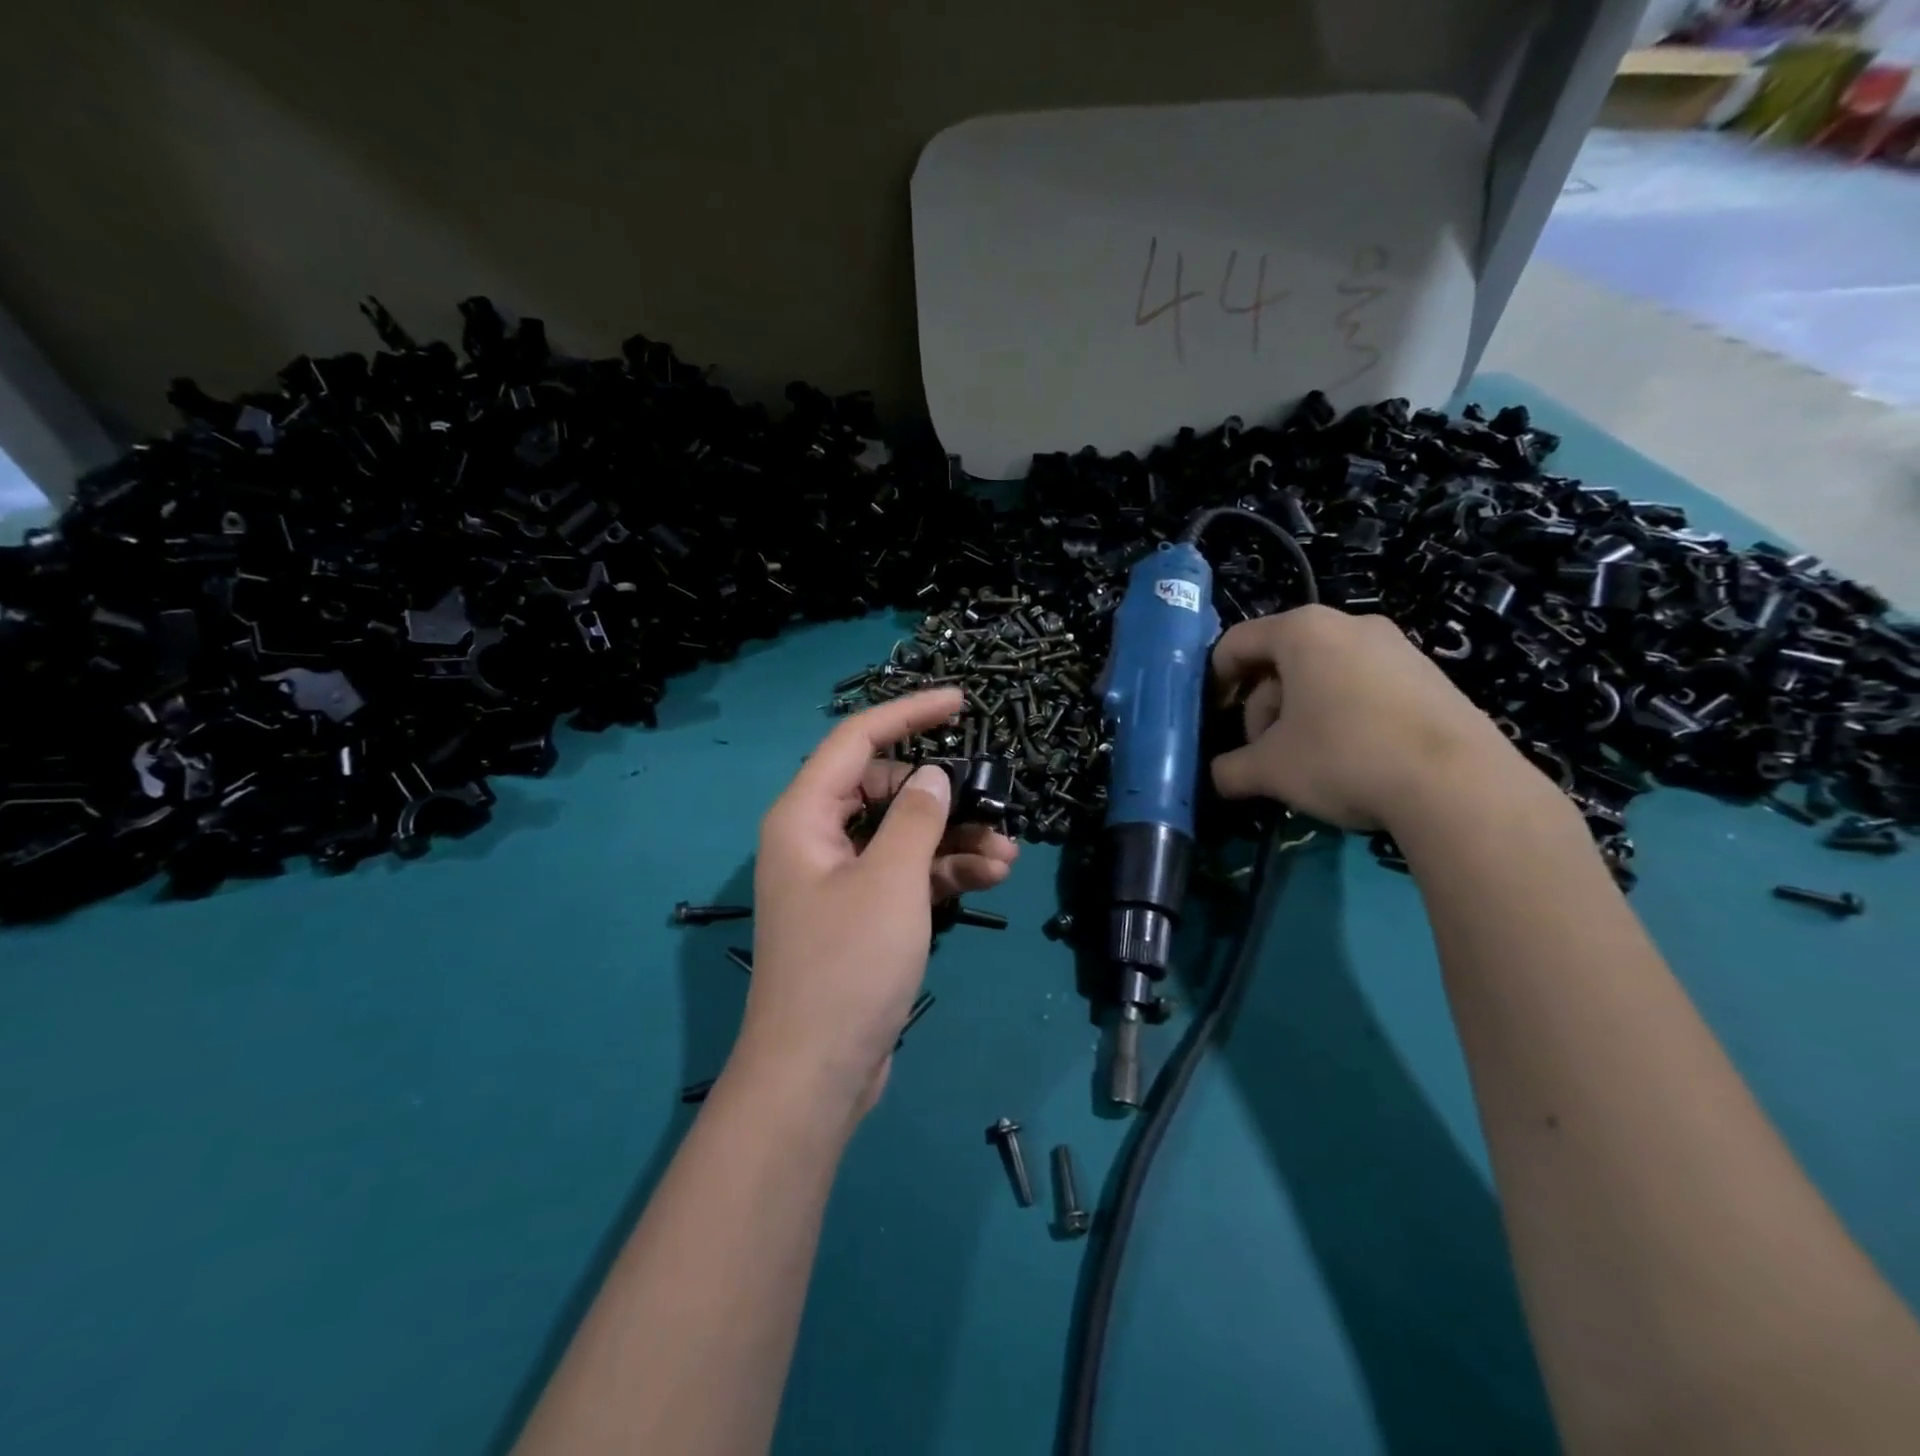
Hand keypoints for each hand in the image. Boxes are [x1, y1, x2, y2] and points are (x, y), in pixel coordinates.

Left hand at [735, 688, 1018, 1119]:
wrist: (817, 1073)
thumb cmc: (847, 966)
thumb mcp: (891, 882)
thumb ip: (917, 818)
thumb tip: (934, 775)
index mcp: (805, 816)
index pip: (857, 739)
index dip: (908, 713)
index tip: (960, 700)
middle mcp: (817, 837)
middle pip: (884, 789)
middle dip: (942, 793)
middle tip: (992, 801)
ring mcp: (840, 878)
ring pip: (902, 835)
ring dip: (952, 838)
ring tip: (1006, 853)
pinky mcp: (862, 913)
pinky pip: (905, 874)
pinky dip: (943, 872)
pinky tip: (990, 877)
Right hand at [1209, 605, 1532, 831]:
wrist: (1458, 784)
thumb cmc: (1343, 756)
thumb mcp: (1269, 769)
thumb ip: (1230, 769)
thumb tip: (1218, 777)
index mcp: (1303, 631)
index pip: (1236, 643)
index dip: (1215, 682)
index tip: (1215, 720)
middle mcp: (1350, 624)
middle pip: (1281, 661)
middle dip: (1262, 708)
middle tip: (1264, 753)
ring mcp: (1396, 647)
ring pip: (1323, 675)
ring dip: (1300, 715)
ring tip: (1307, 762)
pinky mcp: (1429, 676)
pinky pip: (1363, 687)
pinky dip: (1342, 716)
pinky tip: (1352, 759)